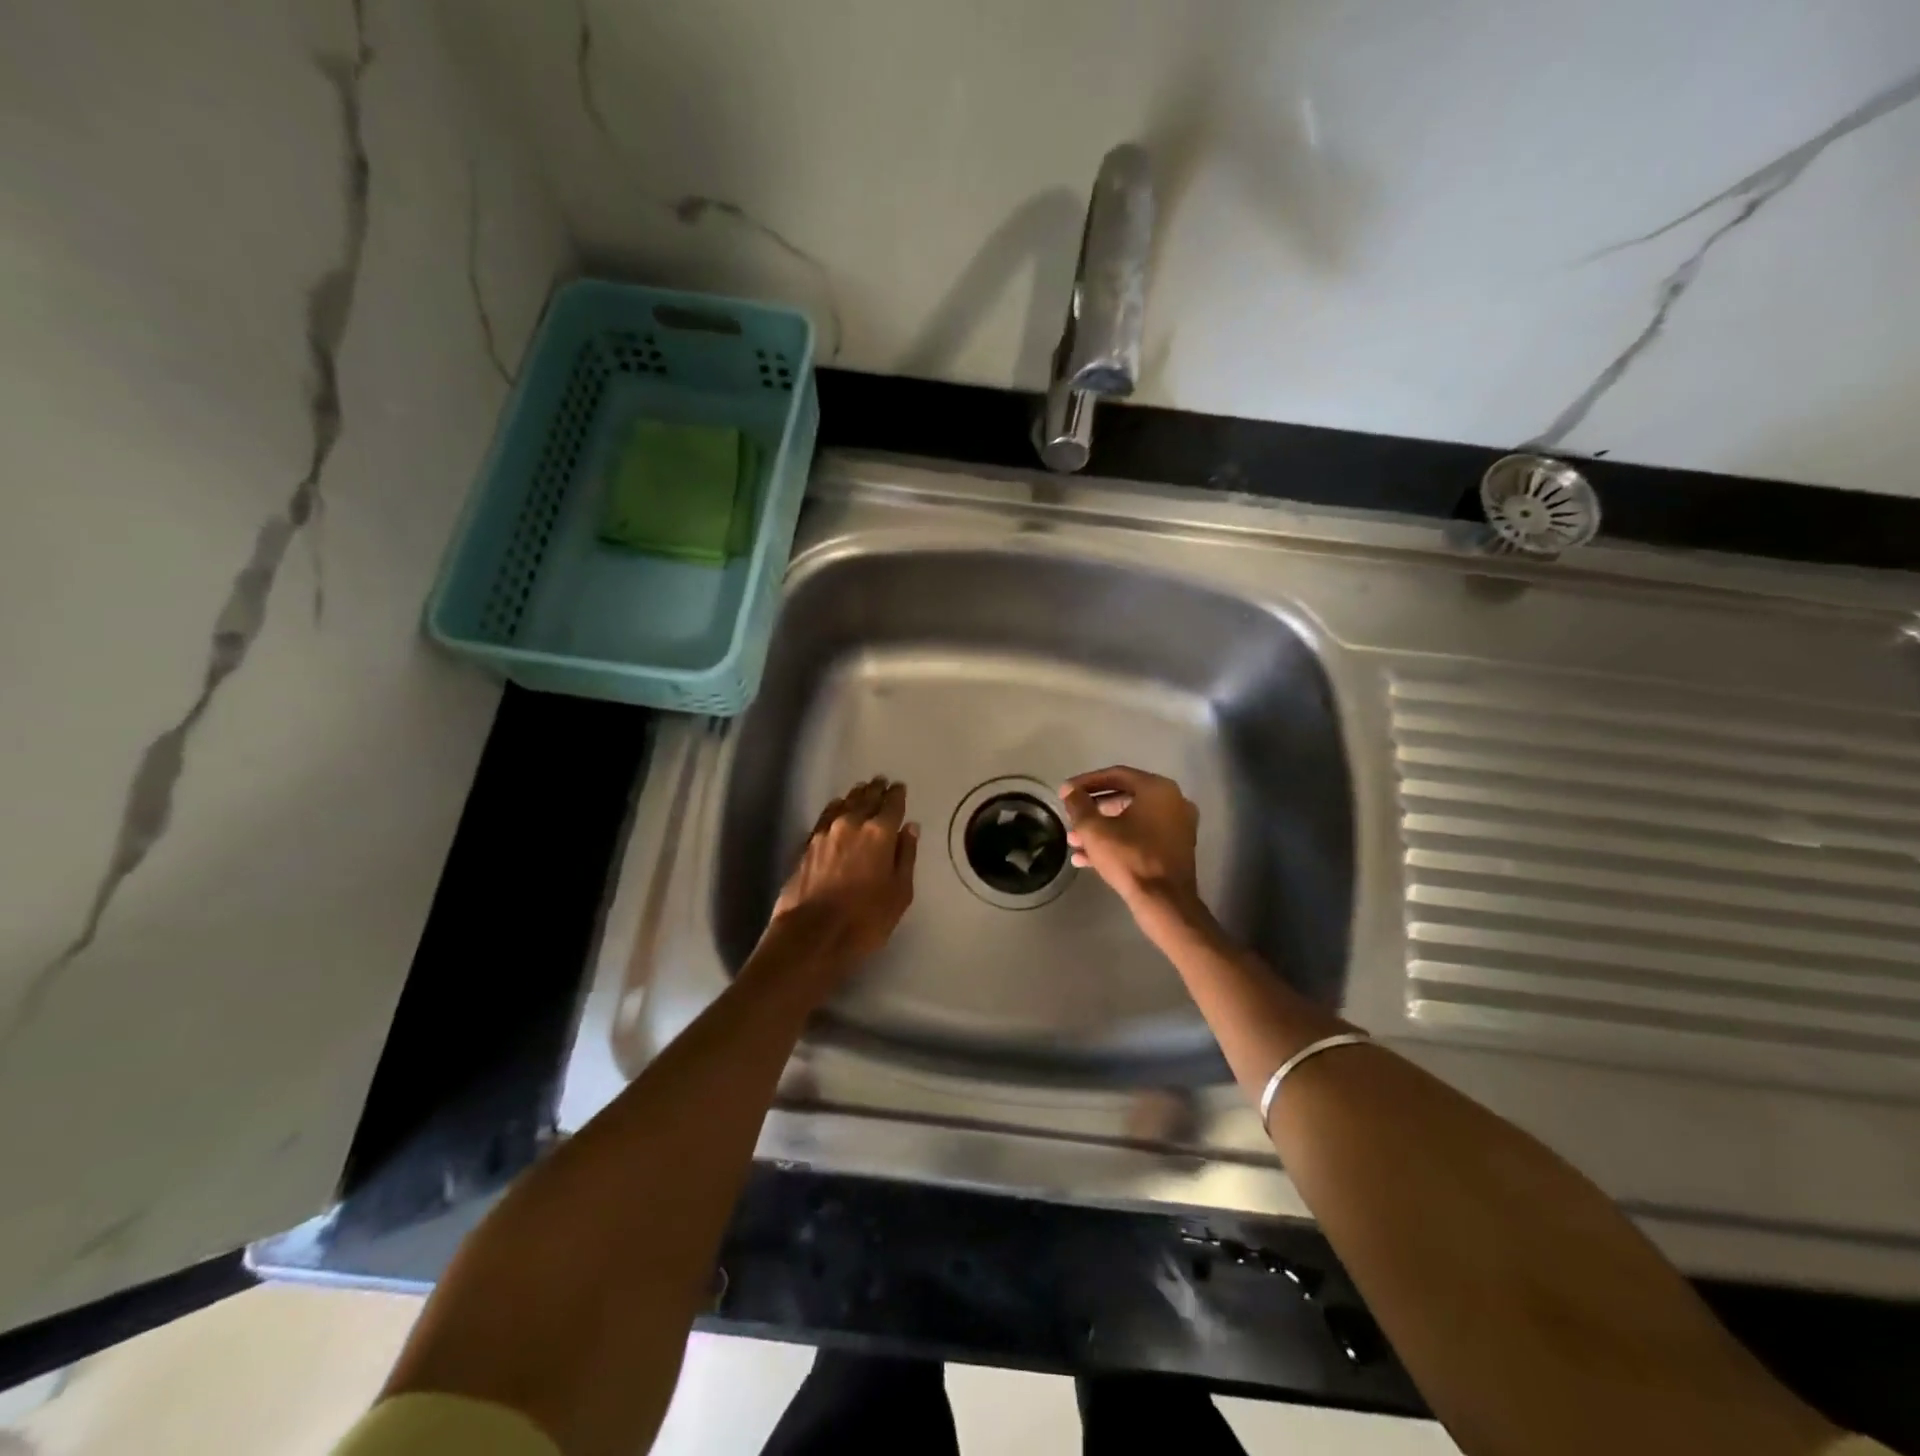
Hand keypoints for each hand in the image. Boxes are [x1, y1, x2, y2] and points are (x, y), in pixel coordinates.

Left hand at [770, 777, 918, 964]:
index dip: (897, 794)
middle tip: (881, 781)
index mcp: (879, 833)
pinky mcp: (807, 845)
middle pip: (866, 798)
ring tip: (862, 790)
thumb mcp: (899, 892)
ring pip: (843, 804)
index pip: (892, 804)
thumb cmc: (865, 919)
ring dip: (855, 795)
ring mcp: (825, 832)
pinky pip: (825, 816)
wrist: (812, 934)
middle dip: (876, 789)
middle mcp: (851, 823)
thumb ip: (905, 856)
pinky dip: (835, 808)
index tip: (899, 787)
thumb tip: (910, 828)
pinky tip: (837, 809)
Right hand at [1059, 766, 1200, 917]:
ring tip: (1074, 842)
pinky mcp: (1176, 849)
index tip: (1066, 792)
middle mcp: (1173, 801)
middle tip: (1071, 817)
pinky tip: (1087, 859)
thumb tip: (1070, 791)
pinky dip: (1118, 842)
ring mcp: (1177, 826)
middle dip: (1093, 810)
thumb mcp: (1094, 829)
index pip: (1116, 775)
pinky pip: (1142, 837)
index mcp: (1157, 789)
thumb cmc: (1129, 858)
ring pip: (1131, 820)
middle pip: (1124, 797)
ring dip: (1102, 829)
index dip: (1086, 782)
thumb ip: (1079, 804)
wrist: (1164, 902)